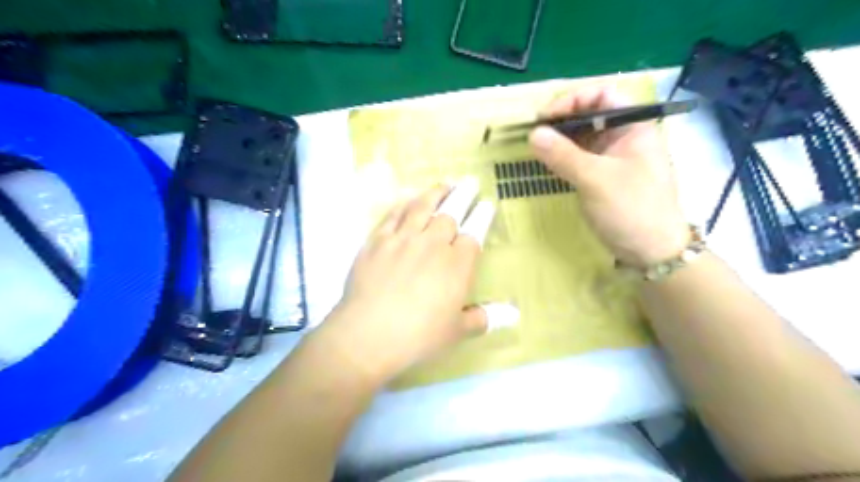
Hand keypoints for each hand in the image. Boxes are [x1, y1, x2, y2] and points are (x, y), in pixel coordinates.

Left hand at [318, 178, 511, 384]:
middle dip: (463, 195)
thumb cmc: (419, 336)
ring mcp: (403, 239)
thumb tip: (514, 314)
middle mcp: (432, 244)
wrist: (369, 333)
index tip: (487, 203)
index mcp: (457, 264)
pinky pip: (393, 215)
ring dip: (436, 193)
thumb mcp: (457, 331)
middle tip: (469, 182)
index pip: (474, 232)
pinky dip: (403, 204)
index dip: (482, 216)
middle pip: (451, 213)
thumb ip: (485, 318)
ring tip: (444, 183)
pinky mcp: (377, 241)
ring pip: (422, 207)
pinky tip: (408, 199)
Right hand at [527, 81, 689, 265]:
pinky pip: (580, 158)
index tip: (546, 118)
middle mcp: (623, 137)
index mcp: (633, 126)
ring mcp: (613, 158)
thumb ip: (563, 155)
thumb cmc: (631, 209)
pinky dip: (563, 157)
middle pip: (590, 115)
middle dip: (562, 121)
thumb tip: (533, 133)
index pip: (602, 95)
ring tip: (536, 149)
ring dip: (559, 140)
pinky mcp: (603, 177)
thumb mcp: (595, 179)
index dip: (573, 100)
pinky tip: (547, 163)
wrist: (651, 251)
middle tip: (535, 135)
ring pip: (582, 138)